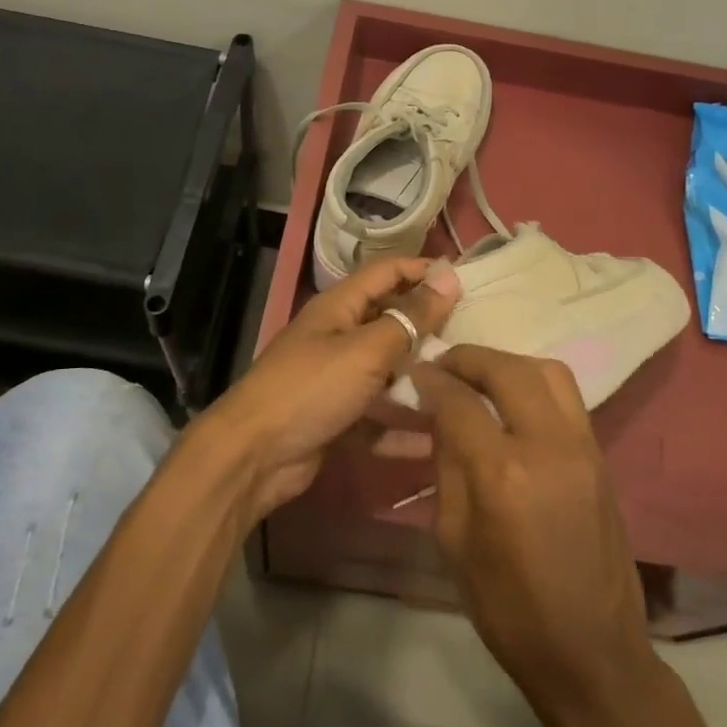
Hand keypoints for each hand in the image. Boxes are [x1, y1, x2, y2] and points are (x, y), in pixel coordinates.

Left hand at [199, 257, 460, 520]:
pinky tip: (437, 439)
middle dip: (427, 328)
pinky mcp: (337, 418)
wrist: (254, 456)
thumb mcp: (366, 349)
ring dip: (419, 380)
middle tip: (473, 338)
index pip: (386, 272)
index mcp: (339, 307)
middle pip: (389, 322)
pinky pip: (377, 417)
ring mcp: (336, 379)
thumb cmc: (312, 388)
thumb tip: (448, 277)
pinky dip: (401, 426)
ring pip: (386, 372)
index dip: (421, 270)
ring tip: (464, 387)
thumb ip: (410, 317)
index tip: (464, 281)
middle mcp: (337, 336)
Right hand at [412, 346, 660, 726]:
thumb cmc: (509, 609)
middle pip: (507, 370)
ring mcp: (584, 447)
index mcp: (503, 474)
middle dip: (469, 359)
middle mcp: (549, 445)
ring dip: (507, 364)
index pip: (460, 401)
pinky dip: (535, 384)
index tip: (416, 374)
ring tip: (480, 378)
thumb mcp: (455, 541)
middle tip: (444, 366)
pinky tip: (513, 402)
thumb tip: (442, 416)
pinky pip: (567, 397)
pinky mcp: (602, 456)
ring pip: (547, 372)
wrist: (592, 651)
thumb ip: (448, 467)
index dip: (433, 381)